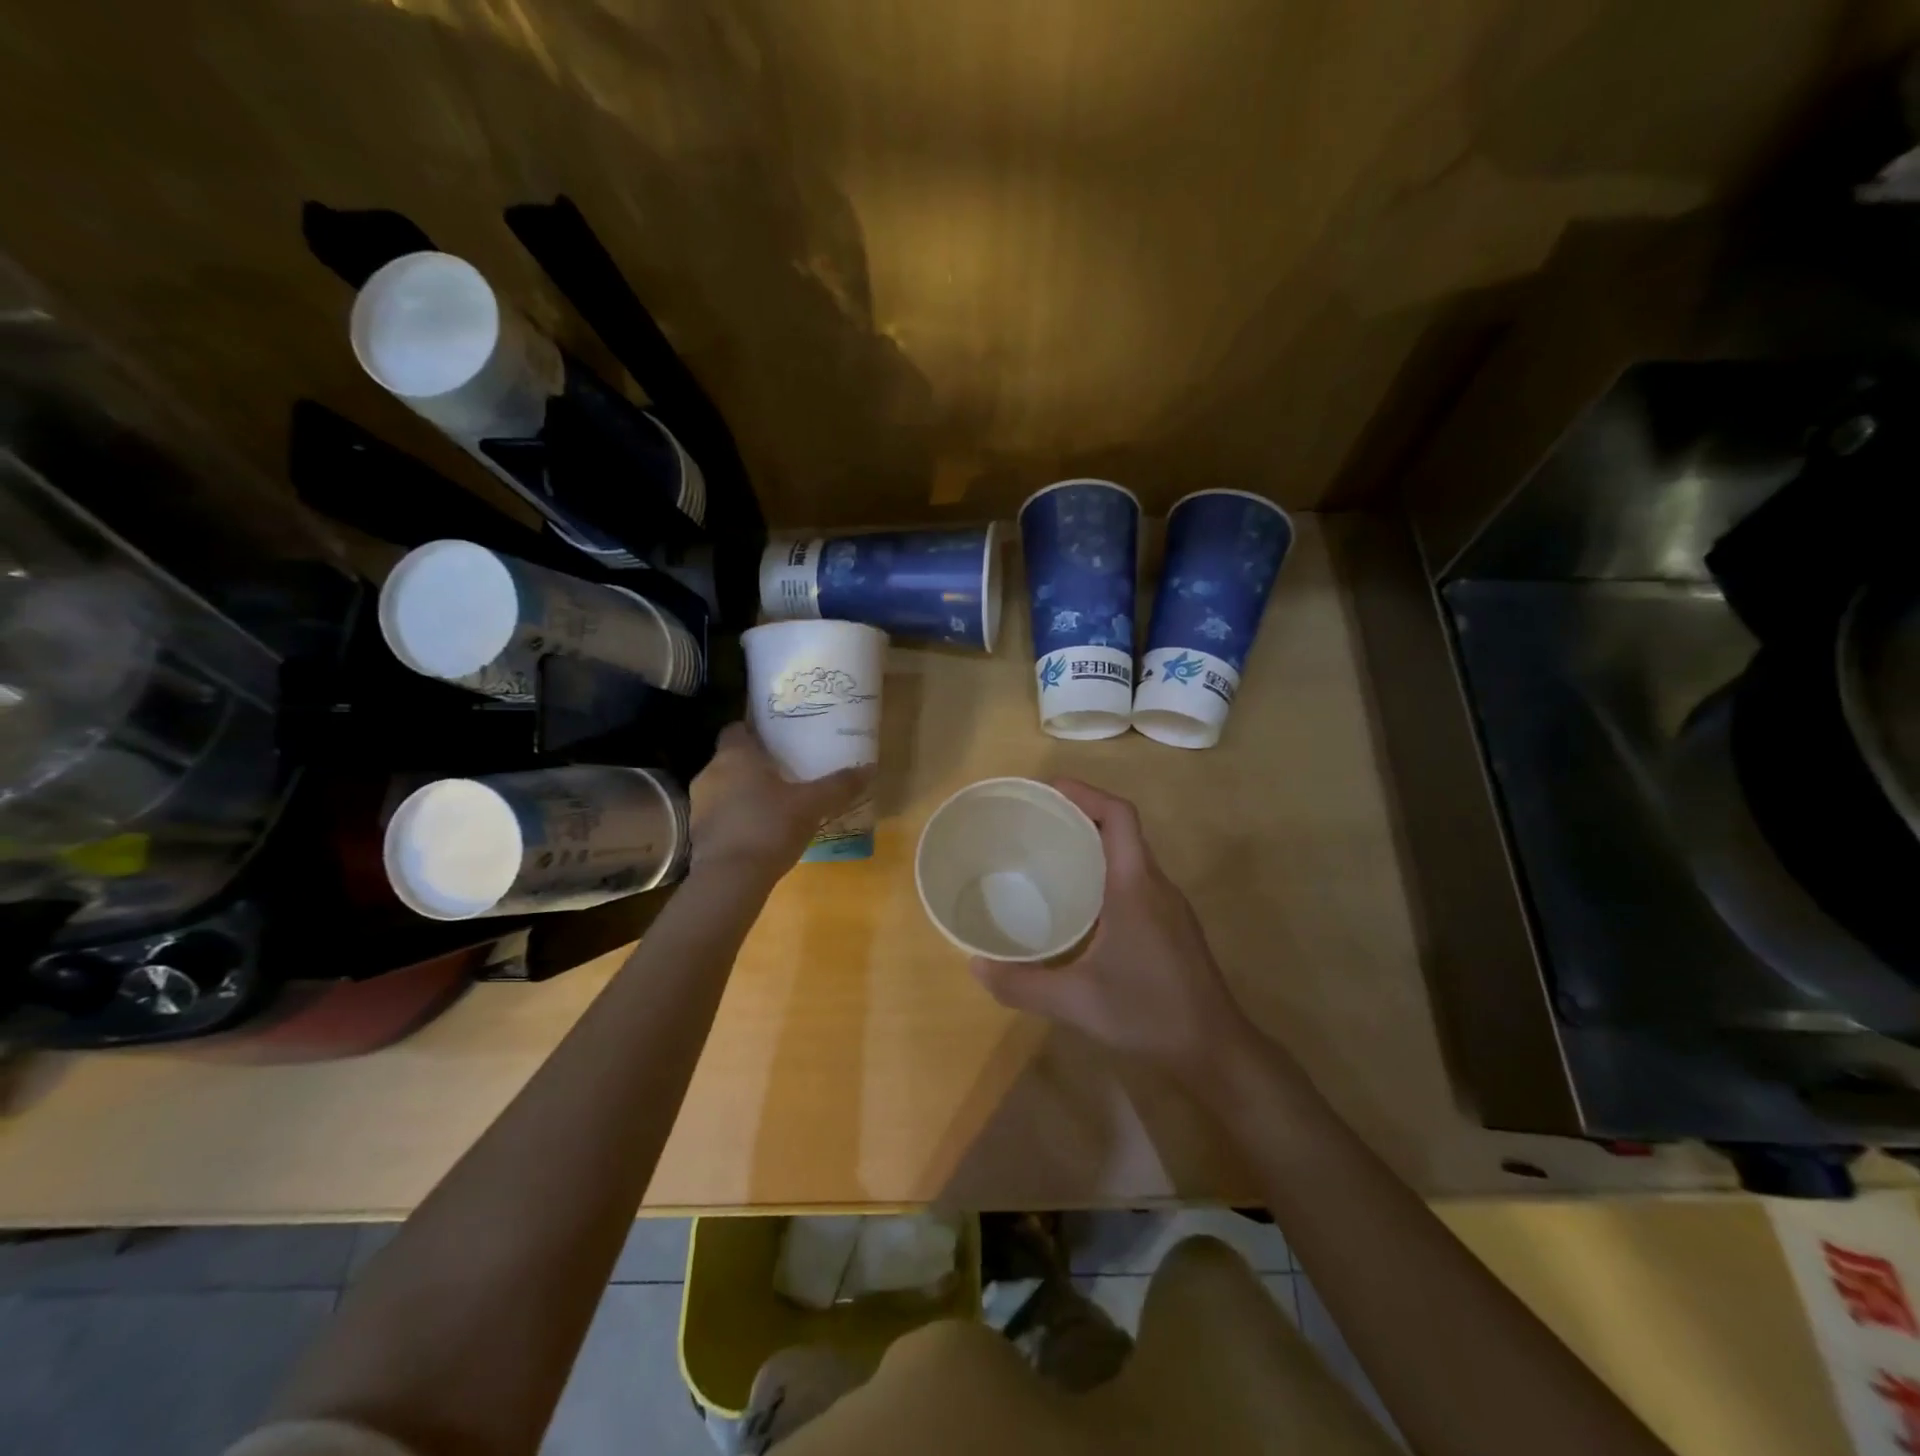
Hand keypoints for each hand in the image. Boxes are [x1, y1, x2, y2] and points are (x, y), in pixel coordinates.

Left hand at [689, 722, 872, 877]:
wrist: (730, 878)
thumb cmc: (770, 827)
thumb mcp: (813, 805)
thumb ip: (839, 785)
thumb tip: (869, 768)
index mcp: (735, 755)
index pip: (736, 729)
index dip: (754, 731)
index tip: (775, 739)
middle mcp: (710, 773)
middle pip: (730, 758)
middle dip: (753, 764)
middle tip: (782, 771)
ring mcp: (699, 804)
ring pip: (722, 788)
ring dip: (741, 792)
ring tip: (772, 802)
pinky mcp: (697, 833)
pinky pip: (718, 815)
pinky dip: (734, 818)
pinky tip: (757, 831)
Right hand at [968, 779, 1259, 1089]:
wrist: (1215, 1049)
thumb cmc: (1148, 1013)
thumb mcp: (1076, 1001)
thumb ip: (1021, 983)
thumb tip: (974, 966)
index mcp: (1135, 886)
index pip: (1119, 816)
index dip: (1085, 793)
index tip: (1048, 789)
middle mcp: (1156, 885)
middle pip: (1123, 829)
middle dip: (1081, 814)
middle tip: (1036, 820)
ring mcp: (1169, 905)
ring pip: (1131, 854)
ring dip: (1096, 843)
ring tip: (1051, 853)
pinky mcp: (1172, 925)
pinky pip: (1136, 878)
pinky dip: (1107, 870)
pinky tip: (1081, 901)